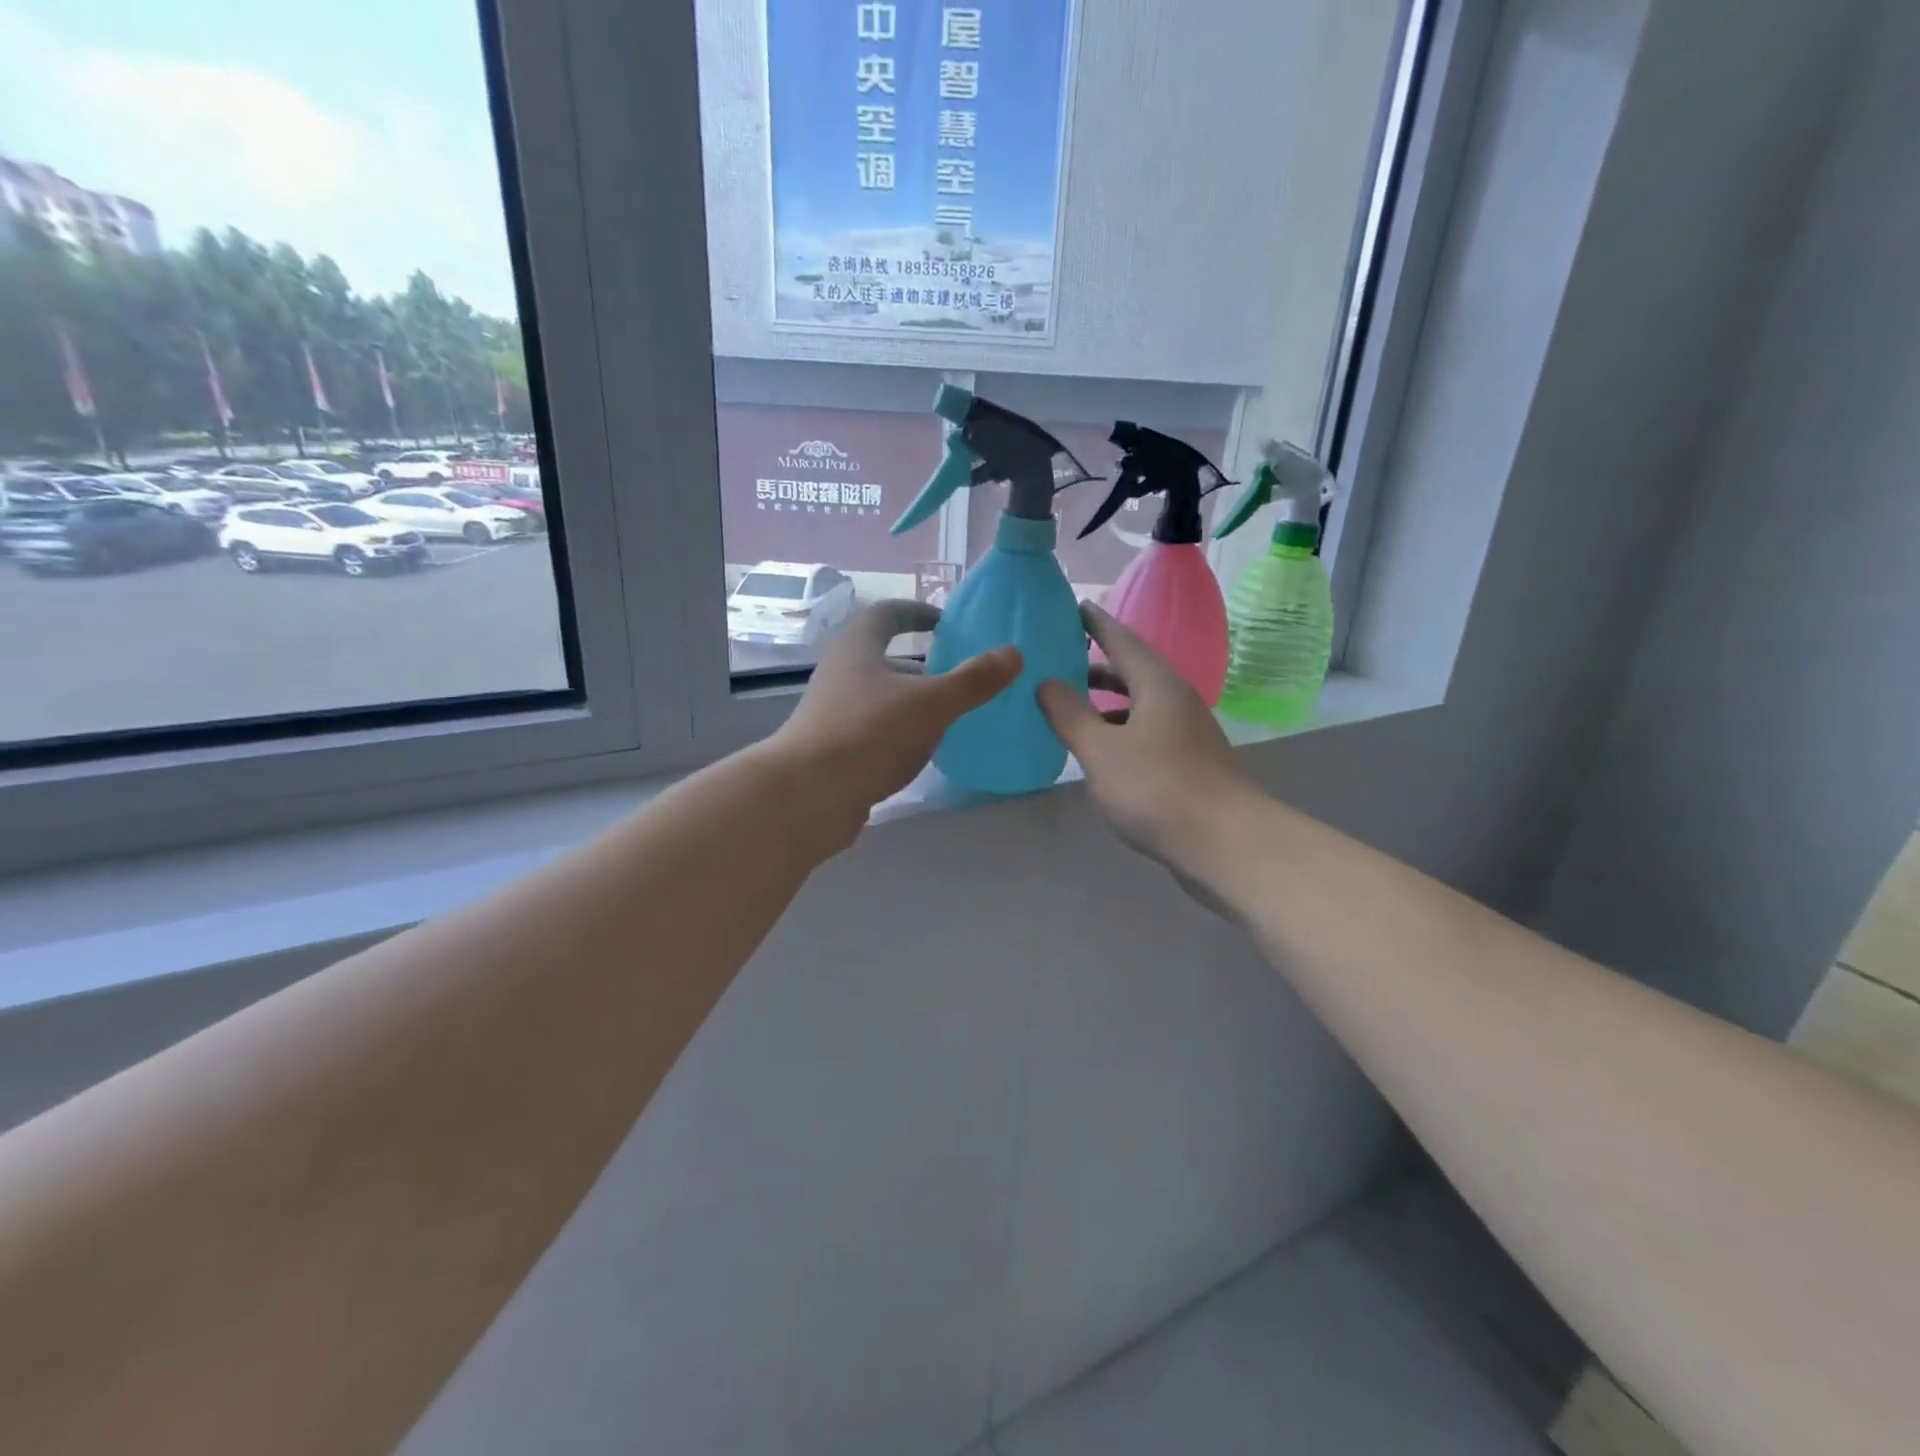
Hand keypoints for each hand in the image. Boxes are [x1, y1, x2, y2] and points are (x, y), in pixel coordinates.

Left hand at [770, 600, 1020, 851]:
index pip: (887, 614)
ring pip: (882, 698)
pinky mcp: (835, 750)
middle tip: (962, 677)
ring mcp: (834, 714)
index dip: (917, 612)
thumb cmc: (869, 733)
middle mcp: (842, 674)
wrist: (808, 796)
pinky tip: (925, 753)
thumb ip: (973, 680)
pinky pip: (876, 731)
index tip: (945, 623)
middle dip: (924, 665)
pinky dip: (902, 734)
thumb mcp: (931, 703)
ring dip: (914, 702)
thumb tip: (1013, 653)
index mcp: (858, 648)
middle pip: (885, 658)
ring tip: (953, 717)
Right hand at [1036, 603, 1251, 876]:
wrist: (1224, 843)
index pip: (1121, 640)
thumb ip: (1069, 714)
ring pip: (1140, 704)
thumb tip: (1046, 682)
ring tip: (1072, 707)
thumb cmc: (1156, 788)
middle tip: (1060, 661)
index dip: (1096, 623)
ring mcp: (1186, 732)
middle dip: (1096, 665)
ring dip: (1107, 702)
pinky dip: (1119, 730)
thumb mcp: (1101, 750)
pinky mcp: (1189, 762)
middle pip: (1132, 671)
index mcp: (1157, 685)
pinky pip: (1146, 731)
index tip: (1074, 606)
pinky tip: (1101, 752)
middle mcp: (1176, 700)